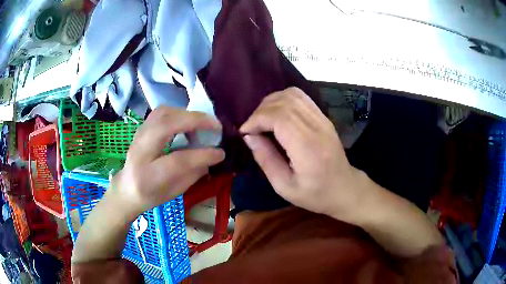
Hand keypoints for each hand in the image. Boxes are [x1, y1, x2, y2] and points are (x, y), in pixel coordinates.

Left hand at [109, 106, 224, 219]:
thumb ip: (193, 173)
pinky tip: (188, 122)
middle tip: (216, 125)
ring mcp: (138, 136)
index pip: (177, 160)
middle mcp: (140, 151)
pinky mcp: (142, 127)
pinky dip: (178, 113)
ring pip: (163, 113)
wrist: (126, 188)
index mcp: (148, 176)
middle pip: (166, 126)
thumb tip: (213, 155)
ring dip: (187, 114)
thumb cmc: (151, 195)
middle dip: (195, 121)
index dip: (202, 155)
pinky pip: (161, 113)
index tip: (221, 152)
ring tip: (202, 123)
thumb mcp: (174, 192)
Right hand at [240, 87, 363, 219]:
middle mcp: (316, 126)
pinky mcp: (324, 117)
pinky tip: (277, 115)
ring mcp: (322, 119)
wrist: (344, 188)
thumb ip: (266, 159)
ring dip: (271, 103)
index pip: (278, 117)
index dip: (256, 119)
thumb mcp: (284, 186)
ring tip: (262, 120)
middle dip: (260, 111)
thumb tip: (248, 137)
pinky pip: (301, 98)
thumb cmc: (315, 194)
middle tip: (252, 128)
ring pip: (292, 95)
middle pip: (284, 102)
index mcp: (307, 147)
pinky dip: (283, 100)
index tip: (245, 132)